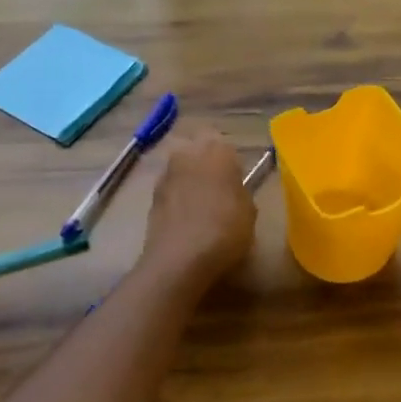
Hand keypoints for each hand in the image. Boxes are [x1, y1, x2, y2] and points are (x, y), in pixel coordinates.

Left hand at [141, 131, 256, 284]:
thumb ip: (240, 191)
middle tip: (217, 186)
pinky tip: (185, 219)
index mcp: (217, 150)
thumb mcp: (249, 211)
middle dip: (204, 162)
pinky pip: (170, 189)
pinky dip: (176, 198)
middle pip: (196, 148)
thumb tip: (233, 190)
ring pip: (180, 167)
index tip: (235, 178)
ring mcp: (166, 173)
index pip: (223, 142)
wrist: (180, 258)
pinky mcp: (151, 195)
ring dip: (188, 179)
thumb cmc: (225, 229)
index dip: (229, 160)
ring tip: (200, 205)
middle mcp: (188, 153)